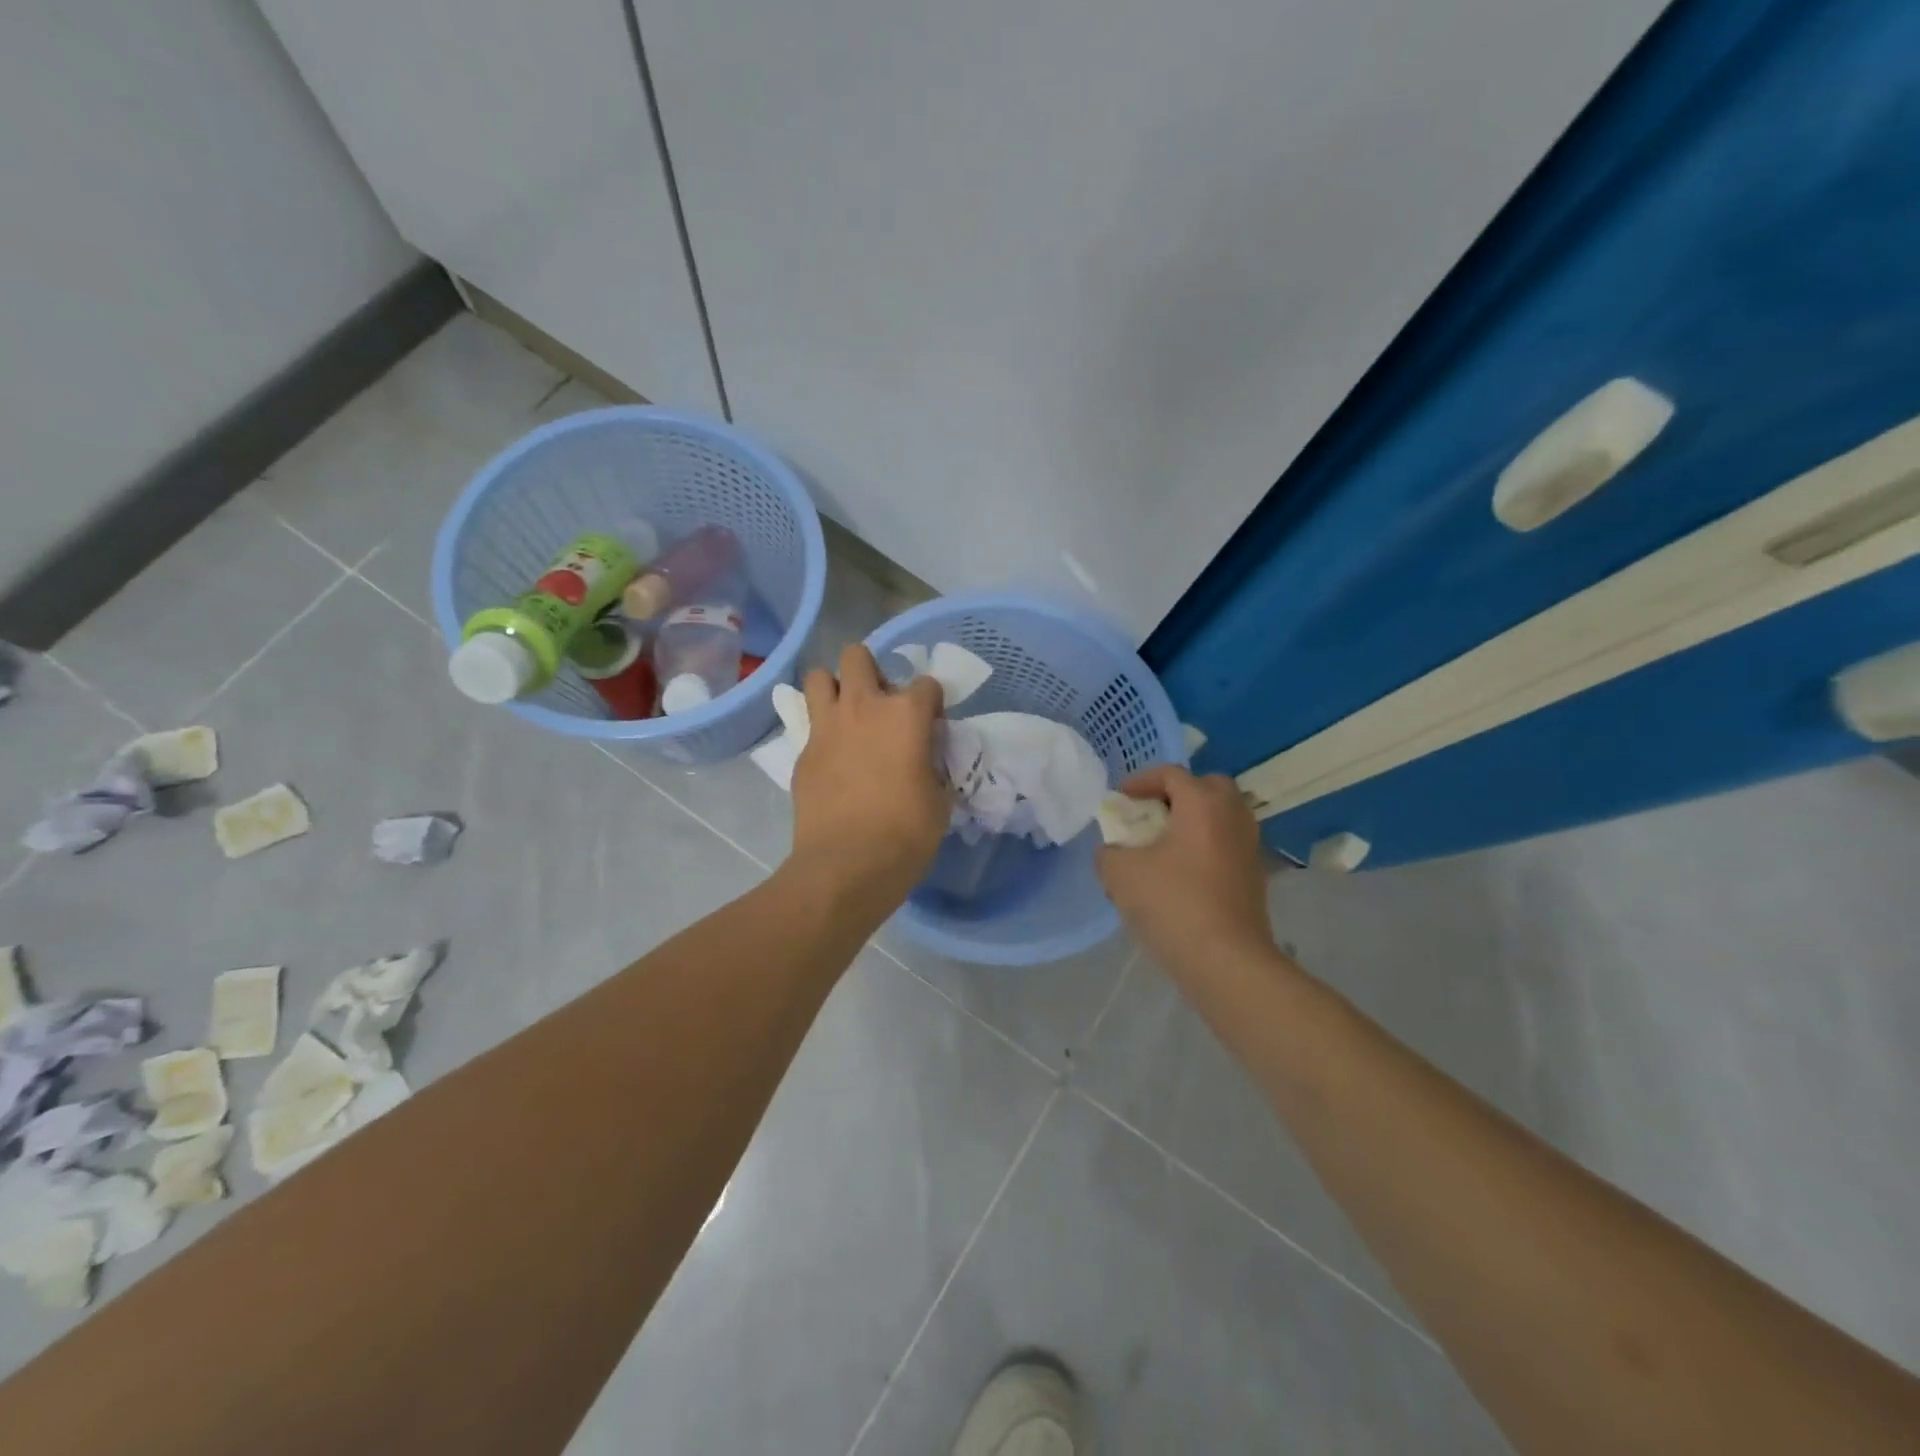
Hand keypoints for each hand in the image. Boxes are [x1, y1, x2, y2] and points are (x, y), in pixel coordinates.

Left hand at [789, 644, 947, 916]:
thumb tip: (923, 758)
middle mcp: (863, 707)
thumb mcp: (939, 799)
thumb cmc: (906, 834)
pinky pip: (810, 725)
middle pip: (858, 657)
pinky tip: (833, 759)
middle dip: (871, 672)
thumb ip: (932, 765)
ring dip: (836, 689)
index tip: (931, 728)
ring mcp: (826, 728)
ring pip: (819, 677)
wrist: (846, 866)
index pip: (926, 684)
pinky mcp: (802, 752)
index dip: (931, 705)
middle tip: (881, 705)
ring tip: (848, 716)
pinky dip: (823, 732)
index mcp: (905, 715)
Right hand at [1097, 765, 1275, 974]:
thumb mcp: (1120, 874)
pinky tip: (1181, 876)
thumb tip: (1114, 852)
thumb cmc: (1172, 904)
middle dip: (1177, 795)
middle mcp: (1233, 817)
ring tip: (1163, 847)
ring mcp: (1249, 848)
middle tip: (1151, 815)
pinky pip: (1226, 846)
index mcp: (1203, 804)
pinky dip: (1205, 848)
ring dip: (1193, 823)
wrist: (1226, 961)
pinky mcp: (1255, 877)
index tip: (1121, 799)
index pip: (1172, 774)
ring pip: (1221, 818)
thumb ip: (1109, 853)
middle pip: (1208, 788)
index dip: (1141, 781)